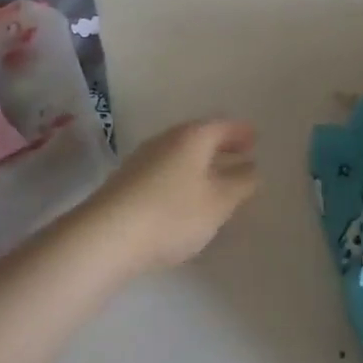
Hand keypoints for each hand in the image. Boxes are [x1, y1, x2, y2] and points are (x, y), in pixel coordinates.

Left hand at [78, 119, 258, 274]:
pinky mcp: (127, 182)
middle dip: (221, 145)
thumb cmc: (173, 214)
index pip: (222, 126)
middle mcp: (166, 140)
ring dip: (201, 162)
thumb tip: (252, 169)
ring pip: (180, 154)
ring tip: (217, 177)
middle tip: (241, 154)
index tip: (255, 139)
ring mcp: (142, 159)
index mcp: (192, 137)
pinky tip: (185, 195)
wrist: (106, 236)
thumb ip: (241, 184)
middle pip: (199, 136)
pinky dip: (182, 176)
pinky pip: (165, 170)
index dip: (241, 132)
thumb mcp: (219, 202)